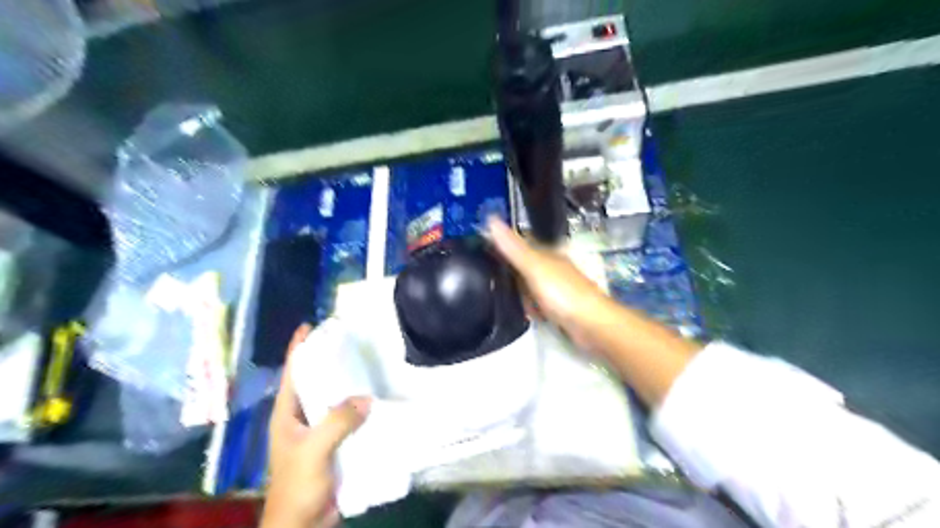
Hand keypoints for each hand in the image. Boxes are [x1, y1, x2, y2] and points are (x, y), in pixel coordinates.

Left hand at [262, 327, 372, 527]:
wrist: (303, 524)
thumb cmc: (297, 485)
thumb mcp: (313, 450)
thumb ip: (337, 422)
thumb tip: (366, 398)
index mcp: (286, 414)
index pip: (291, 373)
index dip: (298, 348)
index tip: (309, 326)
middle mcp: (300, 418)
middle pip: (314, 381)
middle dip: (328, 361)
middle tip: (349, 341)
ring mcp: (317, 431)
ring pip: (333, 399)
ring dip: (347, 384)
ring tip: (366, 364)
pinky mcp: (333, 444)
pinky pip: (346, 418)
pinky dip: (358, 408)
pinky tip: (375, 399)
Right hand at [484, 216, 609, 351]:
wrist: (592, 326)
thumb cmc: (563, 294)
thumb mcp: (534, 268)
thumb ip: (513, 248)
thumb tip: (491, 219)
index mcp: (549, 254)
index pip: (522, 244)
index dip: (504, 247)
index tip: (484, 254)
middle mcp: (554, 268)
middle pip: (525, 267)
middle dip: (511, 276)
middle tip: (494, 284)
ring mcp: (559, 288)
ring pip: (531, 287)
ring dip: (522, 295)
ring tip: (511, 303)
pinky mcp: (561, 308)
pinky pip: (539, 304)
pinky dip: (533, 309)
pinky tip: (529, 315)